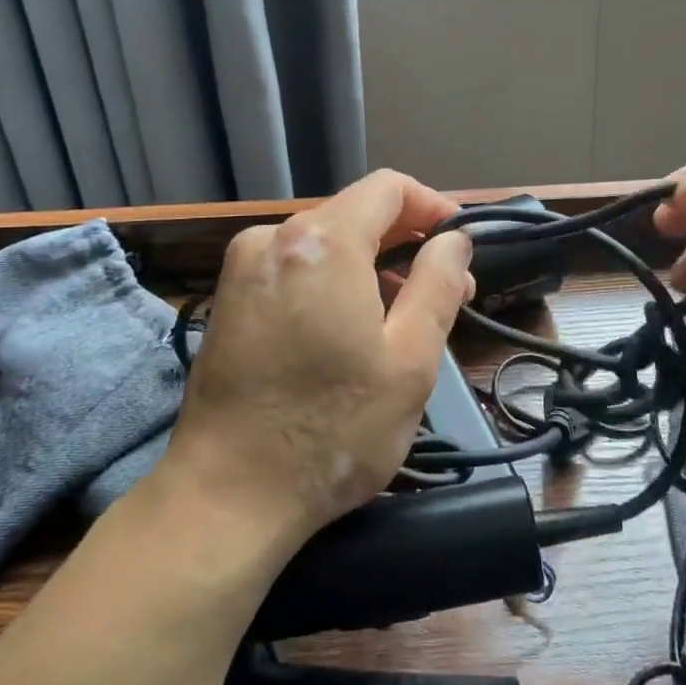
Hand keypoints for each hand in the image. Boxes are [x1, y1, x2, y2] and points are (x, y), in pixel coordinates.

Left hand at [165, 170, 474, 545]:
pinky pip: (295, 268)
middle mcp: (273, 238)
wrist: (226, 496)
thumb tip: (454, 240)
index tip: (459, 242)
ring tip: (403, 317)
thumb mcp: (409, 360)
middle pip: (355, 213)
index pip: (388, 188)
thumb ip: (438, 284)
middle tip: (445, 291)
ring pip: (325, 243)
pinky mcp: (229, 299)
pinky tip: (350, 328)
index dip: (432, 206)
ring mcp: (243, 268)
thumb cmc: (332, 430)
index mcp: (321, 242)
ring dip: (370, 265)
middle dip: (405, 242)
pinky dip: (333, 281)